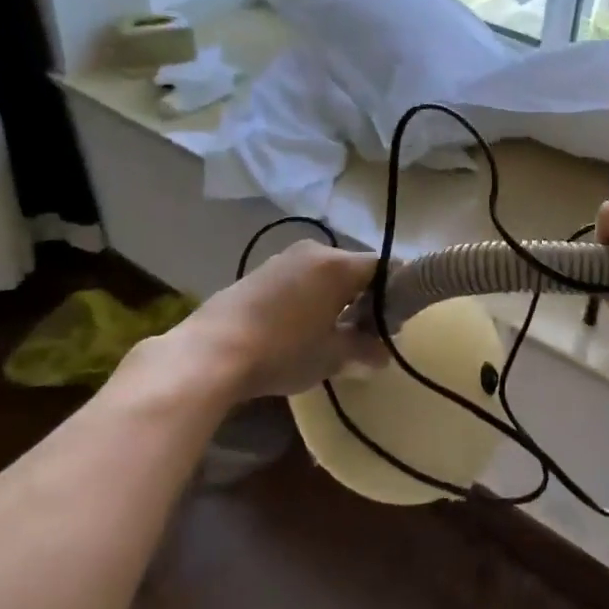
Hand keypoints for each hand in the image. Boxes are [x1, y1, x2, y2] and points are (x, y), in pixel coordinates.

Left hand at [119, 243, 385, 408]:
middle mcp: (314, 251)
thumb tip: (383, 356)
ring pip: (325, 274)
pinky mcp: (259, 273)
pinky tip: (301, 329)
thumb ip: (363, 351)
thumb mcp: (331, 356)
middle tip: (368, 332)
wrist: (210, 352)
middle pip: (355, 269)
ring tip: (334, 333)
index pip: (386, 267)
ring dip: (337, 299)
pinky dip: (311, 298)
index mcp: (338, 264)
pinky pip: (300, 280)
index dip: (398, 292)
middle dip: (367, 297)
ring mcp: (283, 259)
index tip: (398, 321)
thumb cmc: (282, 350)